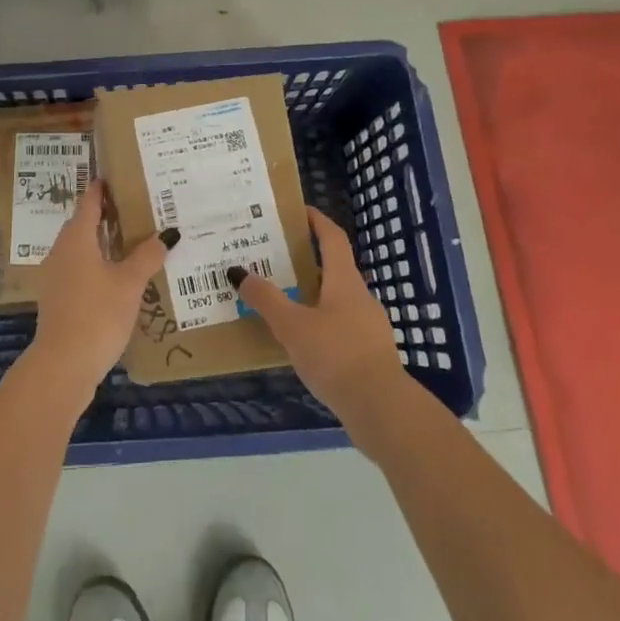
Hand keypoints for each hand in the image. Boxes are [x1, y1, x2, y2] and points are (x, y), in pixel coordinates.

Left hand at [20, 180, 172, 407]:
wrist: (63, 366)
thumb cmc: (97, 314)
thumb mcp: (129, 283)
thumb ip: (147, 256)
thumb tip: (168, 234)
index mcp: (76, 239)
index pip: (88, 202)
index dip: (101, 189)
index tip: (115, 176)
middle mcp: (61, 251)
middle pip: (83, 225)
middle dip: (106, 215)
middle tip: (135, 208)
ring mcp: (56, 277)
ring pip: (81, 249)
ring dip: (103, 243)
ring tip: (132, 241)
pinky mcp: (59, 300)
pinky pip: (80, 270)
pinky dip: (98, 266)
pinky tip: (118, 277)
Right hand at [234, 207, 410, 443]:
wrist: (381, 409)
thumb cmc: (335, 355)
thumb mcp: (292, 325)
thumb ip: (265, 299)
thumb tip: (238, 272)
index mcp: (344, 281)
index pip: (333, 239)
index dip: (317, 221)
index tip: (298, 211)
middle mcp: (360, 297)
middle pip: (334, 268)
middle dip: (307, 260)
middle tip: (275, 258)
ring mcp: (368, 327)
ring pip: (336, 299)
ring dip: (312, 294)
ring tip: (281, 300)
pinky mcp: (368, 354)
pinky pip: (340, 326)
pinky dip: (319, 323)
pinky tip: (300, 340)